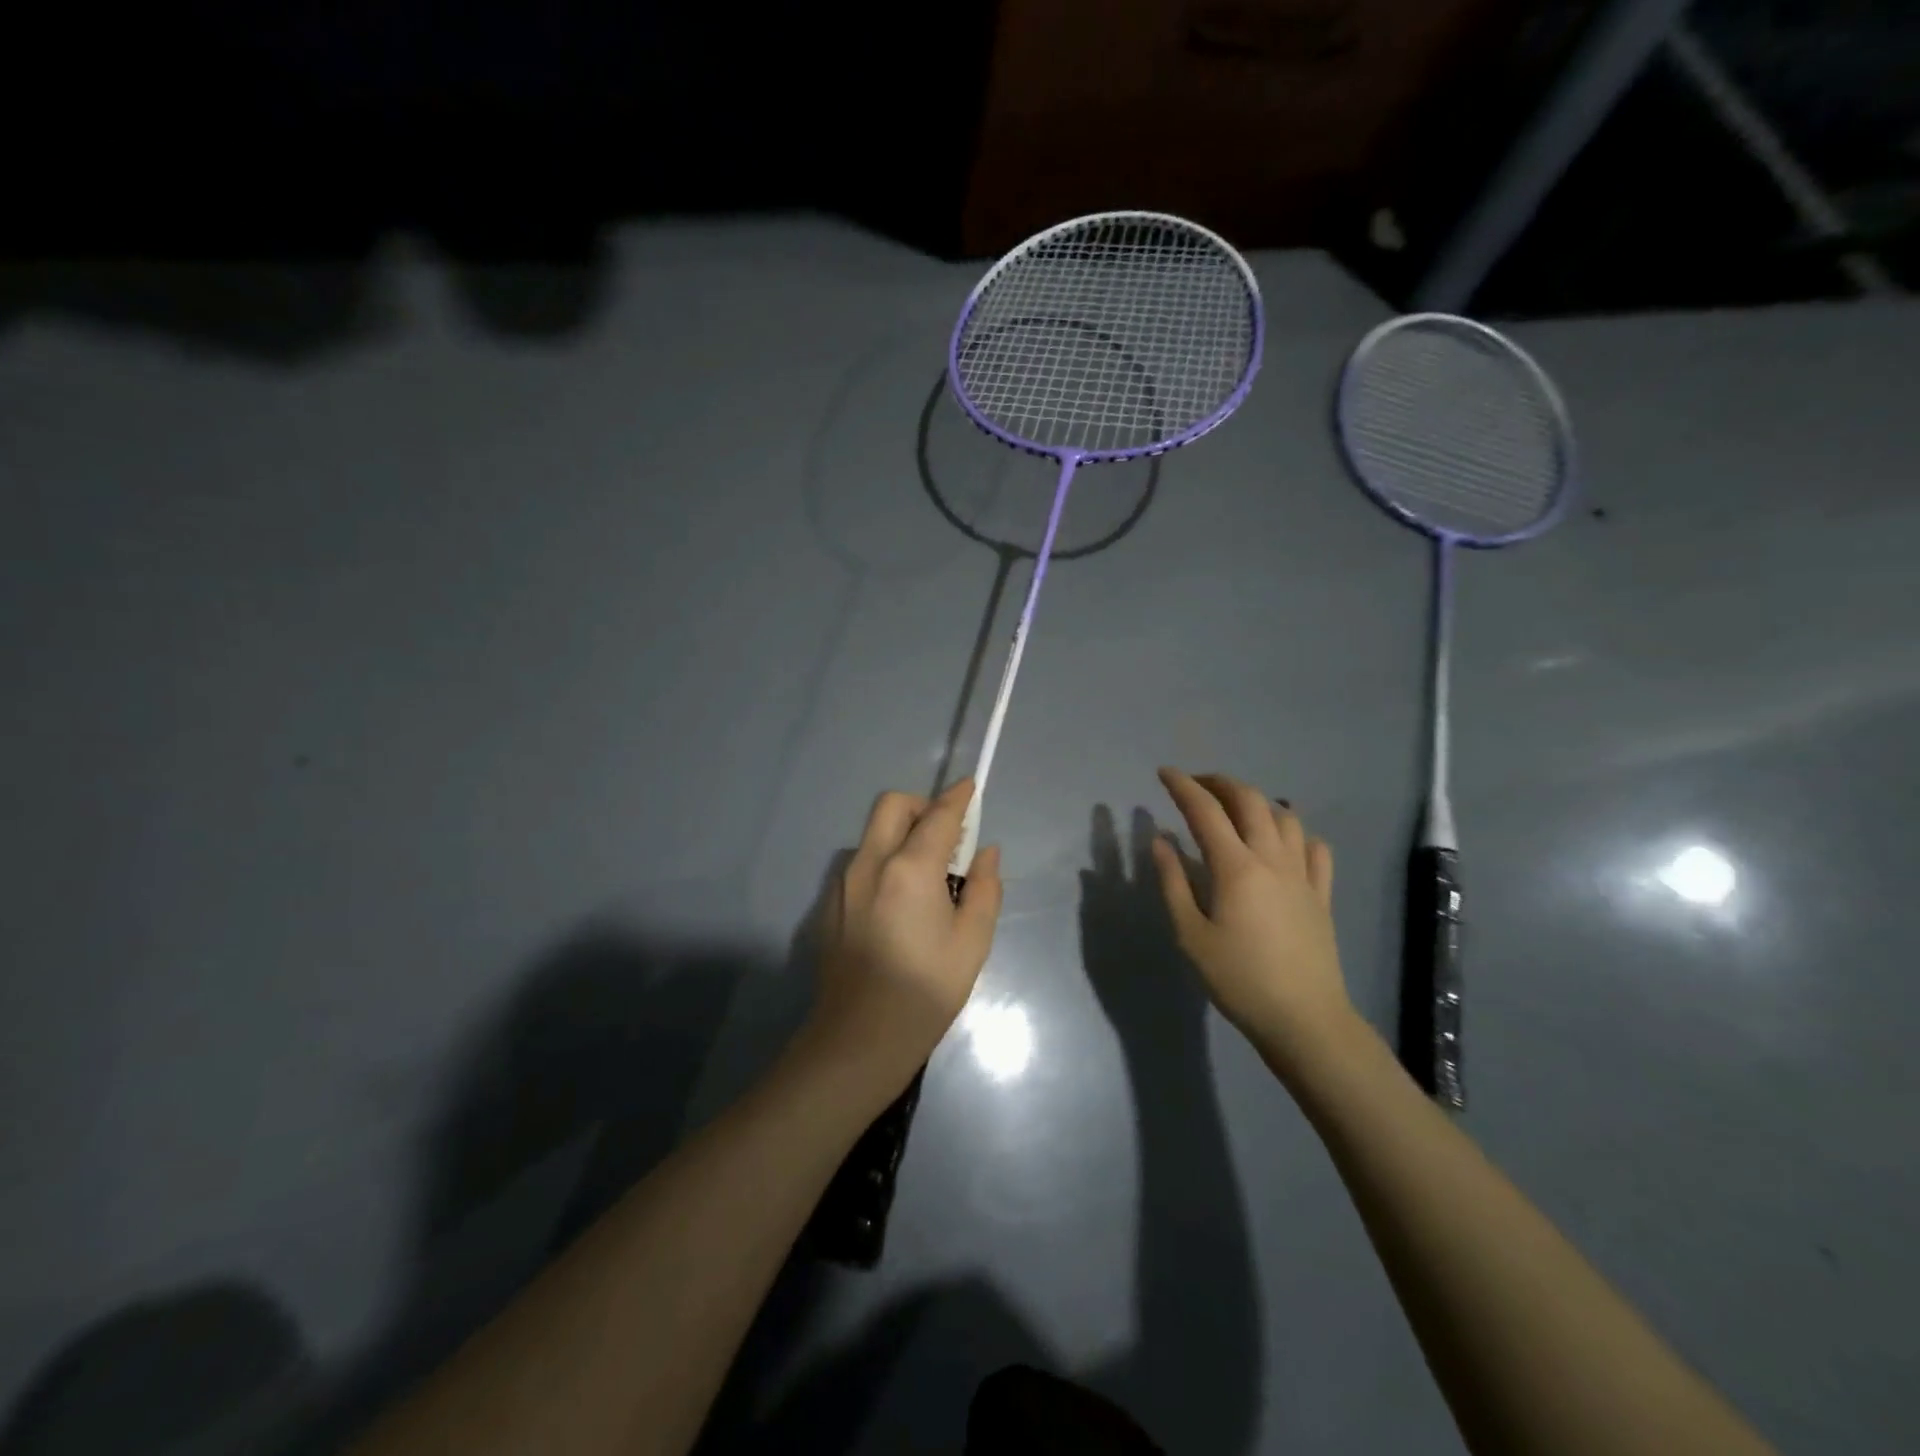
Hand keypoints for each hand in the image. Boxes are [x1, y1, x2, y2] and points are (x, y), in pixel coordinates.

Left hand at [806, 779, 1003, 1084]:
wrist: (859, 1038)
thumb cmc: (926, 990)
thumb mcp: (972, 941)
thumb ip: (983, 888)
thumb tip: (985, 853)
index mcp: (909, 868)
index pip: (938, 815)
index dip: (958, 797)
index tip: (971, 788)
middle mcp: (870, 863)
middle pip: (892, 805)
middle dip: (921, 806)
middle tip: (945, 836)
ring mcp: (842, 882)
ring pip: (873, 834)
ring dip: (900, 836)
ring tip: (924, 876)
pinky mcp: (829, 904)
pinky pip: (860, 863)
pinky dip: (883, 862)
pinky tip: (897, 905)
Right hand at [1150, 768, 1356, 1072]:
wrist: (1304, 1019)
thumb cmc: (1238, 979)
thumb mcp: (1190, 935)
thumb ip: (1173, 882)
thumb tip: (1161, 840)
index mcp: (1235, 867)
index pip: (1205, 810)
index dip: (1182, 786)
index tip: (1164, 773)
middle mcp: (1272, 859)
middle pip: (1249, 801)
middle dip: (1220, 783)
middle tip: (1196, 784)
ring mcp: (1302, 875)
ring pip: (1285, 817)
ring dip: (1258, 801)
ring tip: (1236, 807)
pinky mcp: (1321, 894)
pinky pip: (1315, 849)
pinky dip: (1296, 833)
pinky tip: (1284, 841)